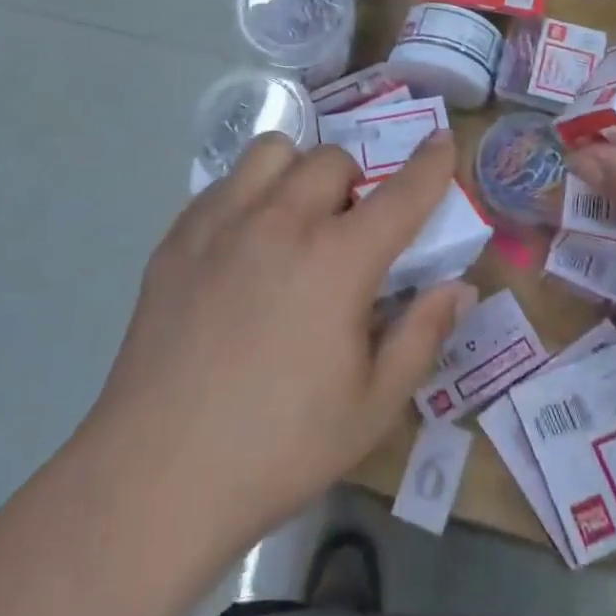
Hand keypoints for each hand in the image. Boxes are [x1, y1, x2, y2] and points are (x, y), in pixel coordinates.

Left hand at [87, 130, 472, 546]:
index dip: (431, 163)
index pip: (402, 193)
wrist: (157, 475)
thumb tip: (458, 287)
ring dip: (298, 172)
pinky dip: (248, 195)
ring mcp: (222, 222)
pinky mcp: (178, 237)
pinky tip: (241, 246)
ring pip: (273, 152)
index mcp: (338, 259)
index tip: (442, 140)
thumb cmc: (279, 447)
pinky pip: (224, 183)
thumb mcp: (373, 407)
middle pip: (332, 159)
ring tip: (294, 219)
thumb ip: (422, 335)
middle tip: (349, 230)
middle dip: (355, 182)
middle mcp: (282, 221)